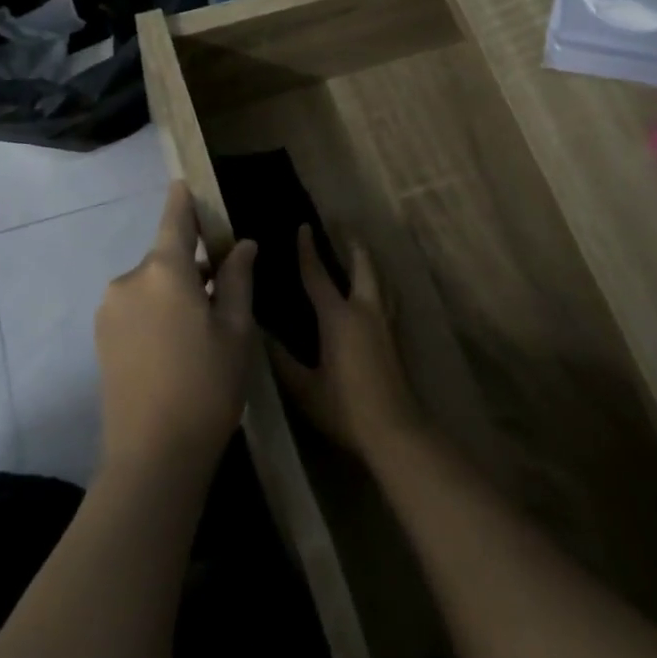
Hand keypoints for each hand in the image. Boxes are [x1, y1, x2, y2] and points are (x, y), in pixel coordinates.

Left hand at [95, 183, 256, 477]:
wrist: (152, 458)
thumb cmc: (207, 386)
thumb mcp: (236, 330)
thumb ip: (238, 279)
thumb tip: (242, 245)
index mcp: (164, 271)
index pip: (175, 220)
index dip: (183, 200)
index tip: (184, 182)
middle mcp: (129, 281)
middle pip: (165, 257)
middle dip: (192, 264)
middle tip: (224, 291)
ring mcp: (110, 310)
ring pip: (151, 285)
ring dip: (174, 292)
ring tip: (203, 329)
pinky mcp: (101, 338)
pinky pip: (135, 307)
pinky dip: (157, 311)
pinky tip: (177, 346)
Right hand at [269, 227, 419, 460]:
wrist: (395, 430)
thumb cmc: (345, 409)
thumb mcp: (304, 388)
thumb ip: (281, 360)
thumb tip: (260, 334)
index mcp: (338, 318)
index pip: (318, 275)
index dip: (308, 250)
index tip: (303, 227)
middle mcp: (365, 310)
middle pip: (362, 265)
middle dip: (352, 244)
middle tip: (343, 227)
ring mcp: (385, 322)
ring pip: (381, 279)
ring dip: (369, 262)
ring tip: (360, 253)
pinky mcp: (396, 337)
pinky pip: (388, 297)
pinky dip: (380, 283)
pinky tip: (377, 293)